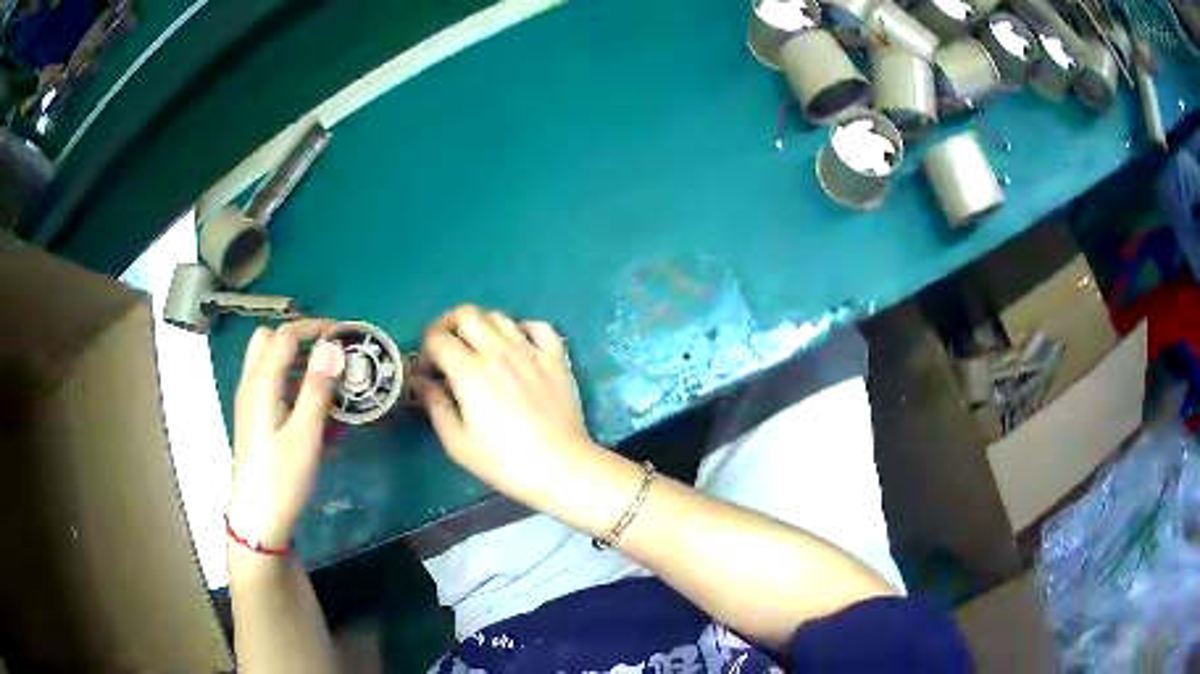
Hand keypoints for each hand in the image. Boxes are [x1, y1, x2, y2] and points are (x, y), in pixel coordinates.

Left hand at [228, 320, 344, 551]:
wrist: (258, 518)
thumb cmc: (282, 477)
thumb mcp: (305, 435)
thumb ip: (317, 389)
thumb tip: (331, 349)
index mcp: (261, 382)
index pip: (286, 335)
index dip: (314, 327)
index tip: (344, 333)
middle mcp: (251, 384)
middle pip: (269, 341)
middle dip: (300, 338)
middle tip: (329, 355)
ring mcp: (249, 401)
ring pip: (268, 362)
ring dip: (295, 360)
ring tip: (326, 380)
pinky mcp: (253, 418)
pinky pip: (270, 384)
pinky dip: (290, 381)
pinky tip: (311, 407)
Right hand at [417, 306, 598, 502]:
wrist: (561, 467)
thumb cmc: (504, 461)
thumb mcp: (457, 442)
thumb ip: (435, 406)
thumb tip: (421, 382)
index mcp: (470, 371)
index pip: (437, 338)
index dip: (424, 350)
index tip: (426, 372)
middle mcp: (499, 351)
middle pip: (466, 314)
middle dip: (447, 326)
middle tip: (446, 350)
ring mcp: (530, 351)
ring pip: (499, 316)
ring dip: (481, 326)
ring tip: (478, 350)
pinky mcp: (556, 358)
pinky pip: (538, 326)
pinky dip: (522, 329)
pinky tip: (518, 345)